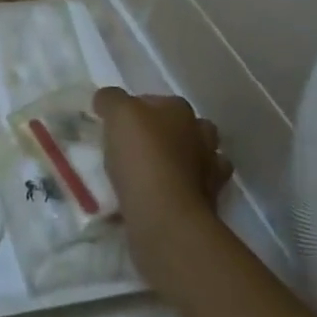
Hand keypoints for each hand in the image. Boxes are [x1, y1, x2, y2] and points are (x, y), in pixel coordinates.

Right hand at [94, 88, 228, 300]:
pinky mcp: (206, 205)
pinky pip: (188, 190)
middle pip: (184, 128)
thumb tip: (107, 100)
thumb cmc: (142, 157)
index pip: (157, 100)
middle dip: (166, 134)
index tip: (116, 123)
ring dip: (176, 163)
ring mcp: (209, 173)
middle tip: (136, 146)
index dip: (136, 108)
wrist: (166, 217)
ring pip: (192, 160)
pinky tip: (154, 195)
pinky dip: (175, 191)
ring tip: (147, 173)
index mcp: (182, 112)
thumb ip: (111, 99)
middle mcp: (202, 138)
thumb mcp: (117, 113)